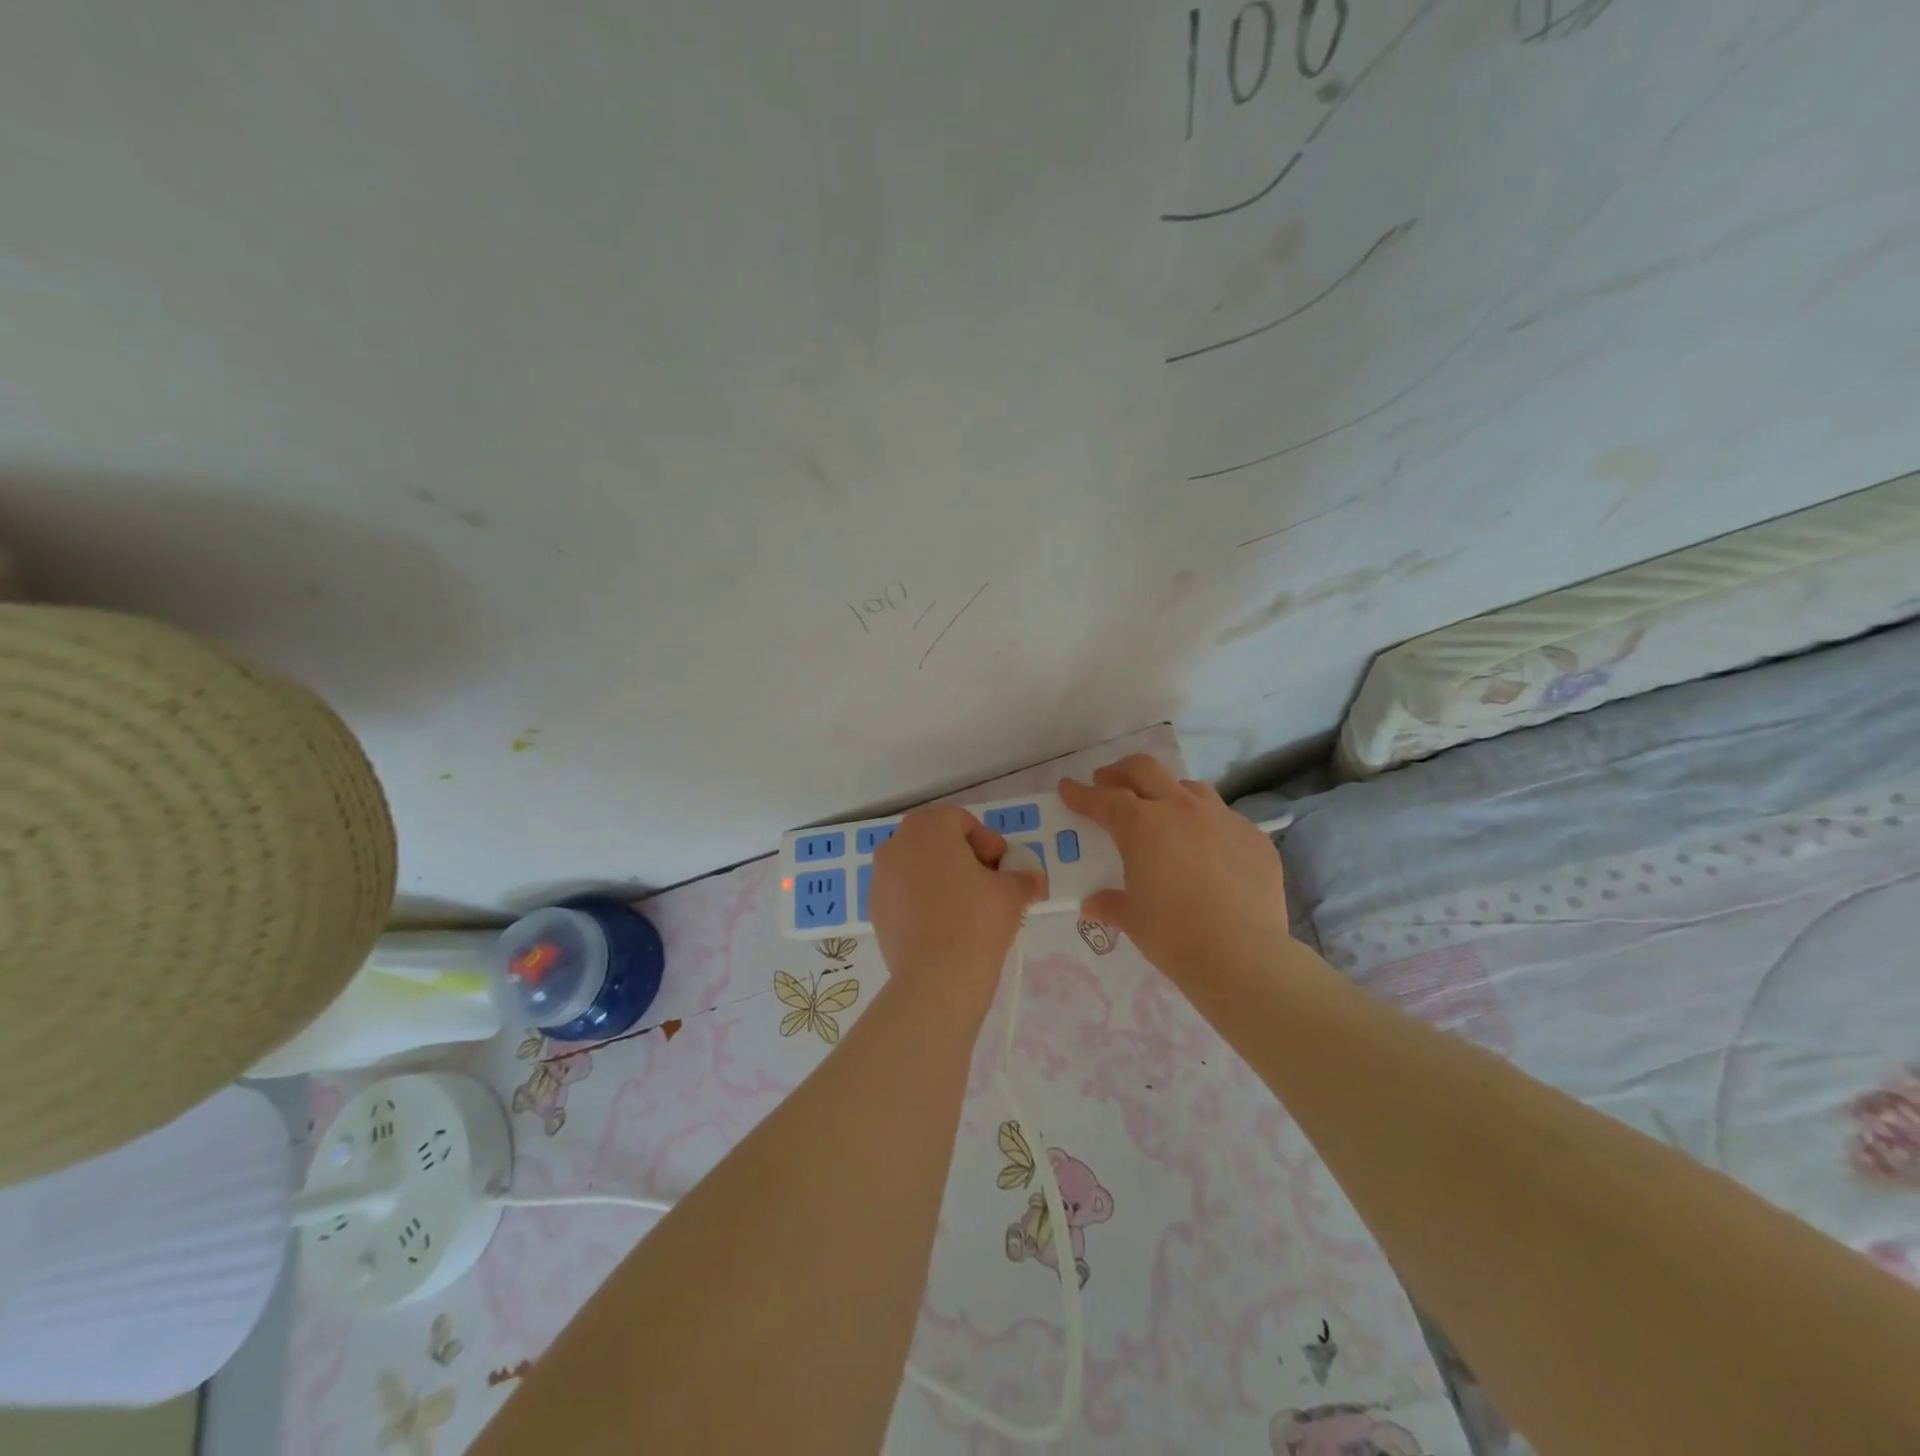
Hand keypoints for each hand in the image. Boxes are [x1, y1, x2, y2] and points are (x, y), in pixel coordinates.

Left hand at [868, 805, 1043, 1019]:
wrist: (936, 978)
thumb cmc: (976, 920)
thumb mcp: (1011, 893)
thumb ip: (1023, 878)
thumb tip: (1033, 880)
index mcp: (927, 828)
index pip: (962, 821)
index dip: (988, 842)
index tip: (1003, 868)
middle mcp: (896, 844)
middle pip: (937, 841)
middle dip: (965, 858)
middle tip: (989, 885)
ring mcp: (880, 878)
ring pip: (919, 867)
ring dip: (943, 879)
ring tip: (968, 908)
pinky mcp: (875, 909)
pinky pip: (905, 894)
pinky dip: (924, 901)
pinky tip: (944, 926)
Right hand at [1060, 756, 1291, 988]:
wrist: (1243, 957)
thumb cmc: (1174, 935)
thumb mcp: (1133, 919)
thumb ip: (1111, 903)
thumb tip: (1093, 904)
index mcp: (1142, 825)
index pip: (1103, 799)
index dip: (1081, 793)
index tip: (1067, 788)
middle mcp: (1181, 809)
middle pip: (1145, 770)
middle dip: (1120, 772)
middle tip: (1108, 782)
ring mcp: (1222, 819)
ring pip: (1189, 787)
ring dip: (1167, 792)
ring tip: (1162, 810)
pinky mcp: (1254, 837)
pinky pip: (1224, 819)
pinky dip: (1206, 825)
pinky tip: (1207, 850)